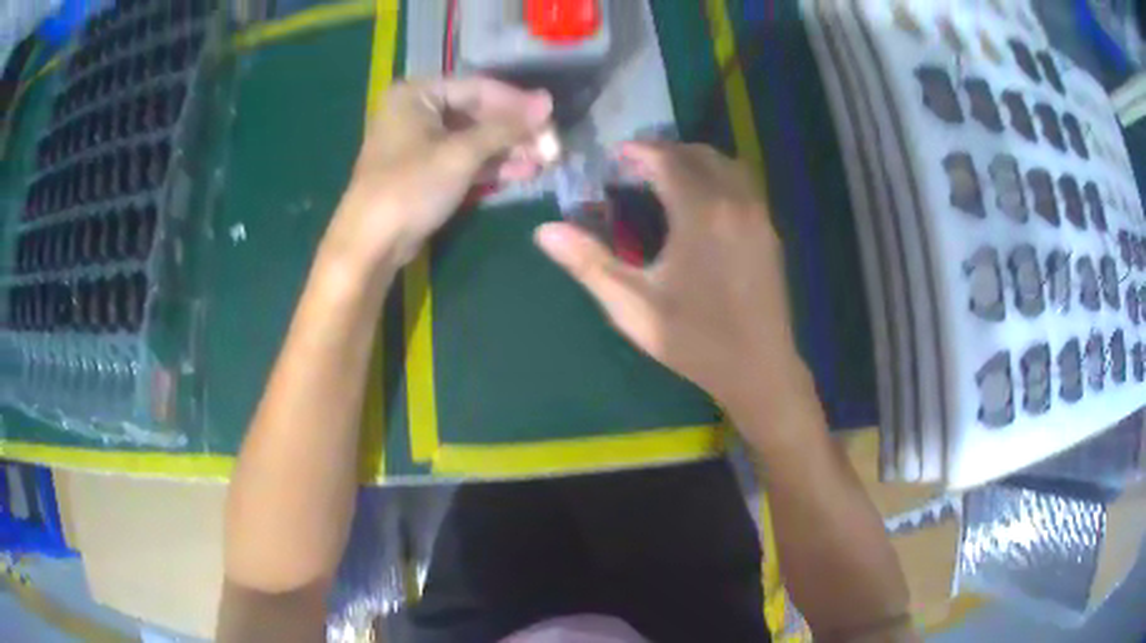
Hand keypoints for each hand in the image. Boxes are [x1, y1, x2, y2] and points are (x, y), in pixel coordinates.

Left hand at [324, 77, 554, 272]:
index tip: (552, 116)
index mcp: (417, 94)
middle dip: (515, 131)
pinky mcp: (427, 169)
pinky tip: (523, 172)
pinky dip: (491, 165)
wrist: (371, 244)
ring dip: (509, 149)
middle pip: (478, 113)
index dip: (517, 103)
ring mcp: (421, 141)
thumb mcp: (460, 154)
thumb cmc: (410, 188)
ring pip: (474, 138)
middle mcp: (418, 110)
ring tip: (545, 161)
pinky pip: (465, 158)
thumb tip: (548, 102)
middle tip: (551, 146)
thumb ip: (506, 127)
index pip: (478, 88)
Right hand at [535, 142, 813, 420]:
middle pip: (699, 154)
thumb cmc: (695, 339)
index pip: (667, 159)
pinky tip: (702, 205)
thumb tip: (544, 231)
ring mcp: (759, 215)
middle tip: (636, 168)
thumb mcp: (633, 306)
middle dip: (665, 151)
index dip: (638, 151)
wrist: (759, 369)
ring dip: (695, 161)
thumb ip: (589, 263)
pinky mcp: (771, 231)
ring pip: (727, 164)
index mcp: (701, 212)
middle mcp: (735, 201)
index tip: (615, 157)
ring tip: (668, 179)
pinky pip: (744, 184)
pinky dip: (718, 177)